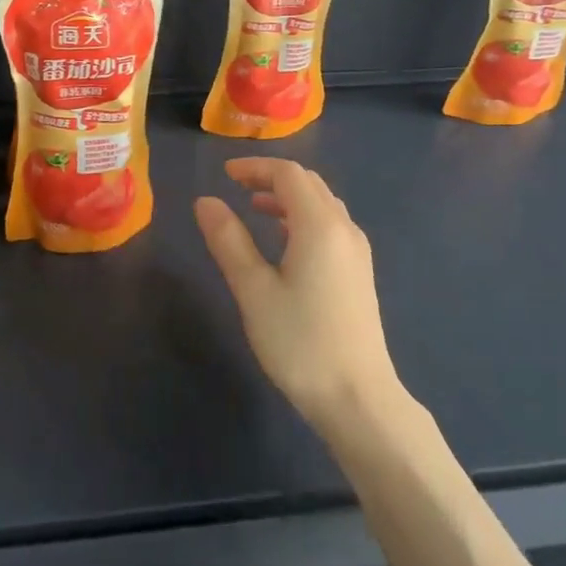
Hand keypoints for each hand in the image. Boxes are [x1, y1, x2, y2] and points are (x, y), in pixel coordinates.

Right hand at [194, 158, 403, 435]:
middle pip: (309, 184)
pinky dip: (303, 218)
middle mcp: (344, 229)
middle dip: (271, 178)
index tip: (224, 174)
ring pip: (322, 205)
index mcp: (320, 225)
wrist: (357, 397)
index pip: (289, 174)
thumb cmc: (299, 342)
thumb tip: (206, 201)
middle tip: (236, 187)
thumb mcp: (253, 290)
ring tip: (254, 208)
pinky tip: (283, 240)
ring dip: (288, 198)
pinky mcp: (359, 273)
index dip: (255, 167)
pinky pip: (330, 226)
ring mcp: (357, 252)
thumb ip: (228, 241)